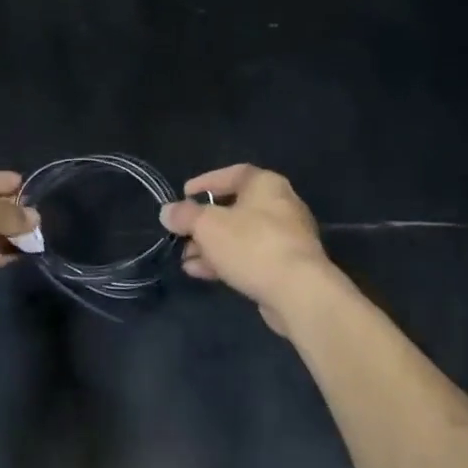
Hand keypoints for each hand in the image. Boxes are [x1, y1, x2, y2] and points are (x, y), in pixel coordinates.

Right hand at [159, 165, 337, 334]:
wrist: (299, 293)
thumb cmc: (252, 245)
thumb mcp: (207, 225)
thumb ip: (184, 216)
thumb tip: (167, 212)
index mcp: (265, 184)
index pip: (232, 174)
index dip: (205, 182)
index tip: (183, 194)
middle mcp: (280, 205)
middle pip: (234, 208)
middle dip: (203, 224)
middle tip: (181, 234)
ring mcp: (286, 238)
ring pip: (240, 236)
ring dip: (210, 247)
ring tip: (185, 259)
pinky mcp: (287, 267)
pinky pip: (250, 257)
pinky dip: (226, 262)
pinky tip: (201, 273)